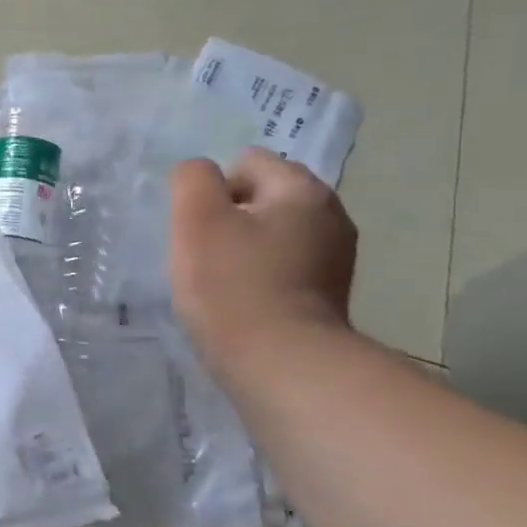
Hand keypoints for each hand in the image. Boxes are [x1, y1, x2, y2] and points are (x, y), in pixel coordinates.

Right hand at [169, 148, 356, 367]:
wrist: (280, 366)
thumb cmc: (232, 285)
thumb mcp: (196, 218)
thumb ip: (192, 179)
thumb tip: (199, 174)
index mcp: (304, 190)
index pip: (247, 161)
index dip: (213, 190)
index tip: (200, 228)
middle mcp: (331, 216)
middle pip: (261, 199)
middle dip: (228, 219)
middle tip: (205, 255)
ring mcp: (335, 259)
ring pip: (270, 235)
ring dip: (242, 250)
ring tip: (220, 283)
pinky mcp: (327, 297)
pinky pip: (281, 269)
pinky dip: (258, 278)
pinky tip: (241, 304)